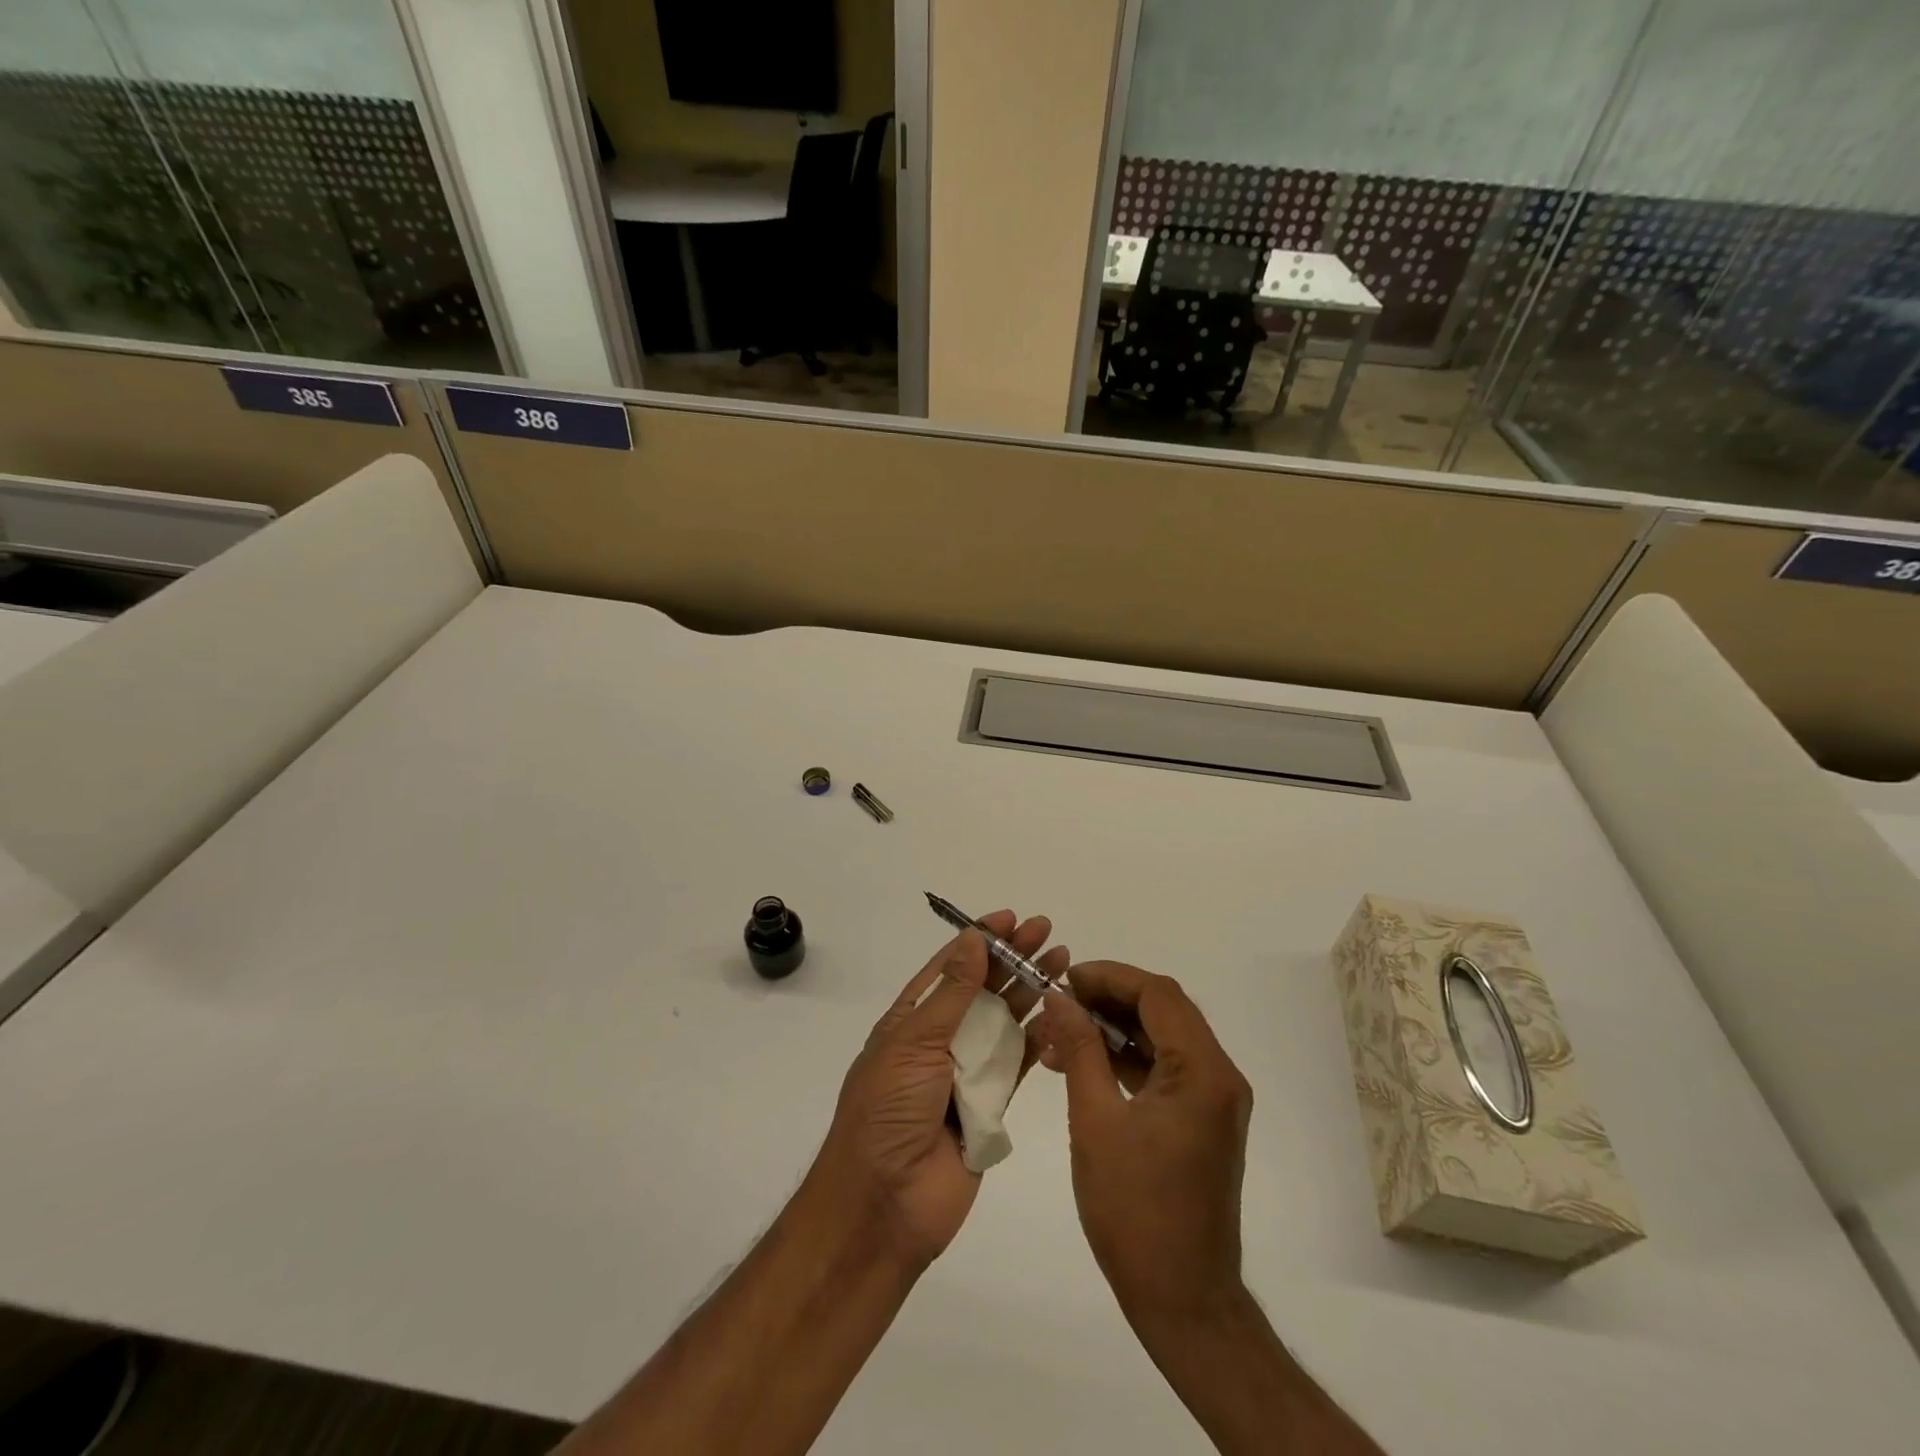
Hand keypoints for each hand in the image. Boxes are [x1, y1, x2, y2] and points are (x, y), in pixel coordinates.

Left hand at [814, 911, 1067, 1273]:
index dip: (979, 940)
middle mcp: (940, 1040)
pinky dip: (1040, 1038)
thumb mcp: (914, 1042)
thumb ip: (952, 993)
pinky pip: (1019, 1063)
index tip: (1009, 917)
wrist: (884, 1205)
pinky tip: (1063, 1014)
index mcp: (911, 1020)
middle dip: (1013, 958)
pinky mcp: (992, 1105)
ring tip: (1063, 961)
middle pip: (983, 989)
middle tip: (1046, 931)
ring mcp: (967, 1073)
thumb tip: (972, 939)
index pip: (950, 968)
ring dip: (1032, 991)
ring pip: (1006, 1021)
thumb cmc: (888, 1111)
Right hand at [1036, 962, 1253, 1335]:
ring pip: (1163, 1037)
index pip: (1158, 994)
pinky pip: (1164, 1068)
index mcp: (1202, 1072)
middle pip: (1164, 1010)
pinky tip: (1083, 1063)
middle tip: (1060, 1001)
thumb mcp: (1095, 1122)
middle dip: (1109, 997)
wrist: (1183, 1300)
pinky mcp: (1202, 1120)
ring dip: (1114, 1028)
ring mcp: (1214, 1099)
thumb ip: (1079, 1050)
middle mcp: (1219, 1076)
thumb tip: (1058, 998)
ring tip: (1061, 1031)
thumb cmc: (1135, 1211)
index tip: (1065, 979)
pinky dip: (1126, 1058)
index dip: (1109, 977)